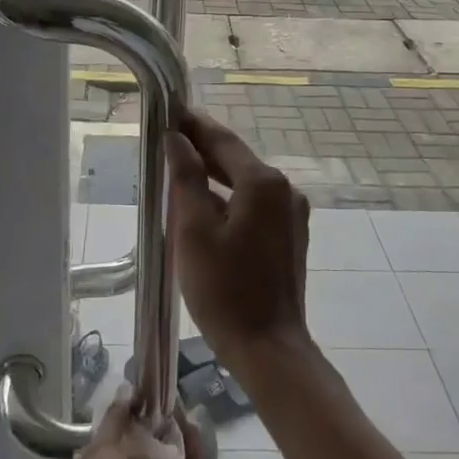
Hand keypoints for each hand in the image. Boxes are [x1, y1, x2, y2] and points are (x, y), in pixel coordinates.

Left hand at [72, 390, 233, 458]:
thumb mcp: (101, 449)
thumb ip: (115, 418)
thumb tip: (127, 387)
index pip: (132, 446)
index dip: (144, 423)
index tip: (157, 399)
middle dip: (170, 433)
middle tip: (179, 407)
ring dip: (188, 447)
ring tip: (194, 420)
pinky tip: (211, 456)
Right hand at [164, 111, 310, 363]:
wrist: (269, 349)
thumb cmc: (224, 290)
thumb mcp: (194, 231)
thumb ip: (186, 178)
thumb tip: (176, 138)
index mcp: (262, 182)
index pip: (222, 140)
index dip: (193, 124)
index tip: (168, 109)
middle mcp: (284, 189)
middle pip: (236, 158)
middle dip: (202, 147)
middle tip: (167, 137)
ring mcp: (292, 212)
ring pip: (246, 181)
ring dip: (215, 174)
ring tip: (179, 166)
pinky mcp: (290, 234)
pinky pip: (255, 202)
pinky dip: (230, 197)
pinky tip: (205, 205)